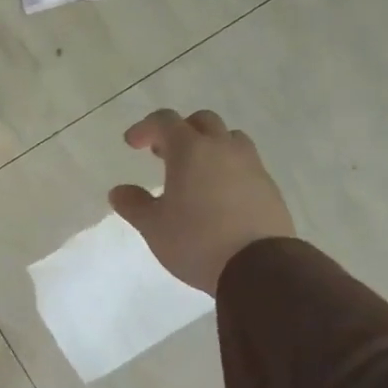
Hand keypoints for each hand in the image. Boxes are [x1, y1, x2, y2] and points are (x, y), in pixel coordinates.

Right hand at [109, 109, 295, 293]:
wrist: (258, 267)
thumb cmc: (196, 241)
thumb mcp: (154, 226)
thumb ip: (134, 204)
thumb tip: (118, 191)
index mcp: (191, 150)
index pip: (165, 121)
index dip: (145, 128)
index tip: (132, 144)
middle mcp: (223, 148)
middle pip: (202, 122)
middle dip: (179, 131)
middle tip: (163, 154)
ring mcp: (251, 165)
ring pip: (229, 138)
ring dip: (209, 146)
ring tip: (196, 172)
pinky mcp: (269, 186)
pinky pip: (246, 164)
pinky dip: (228, 168)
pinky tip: (219, 195)